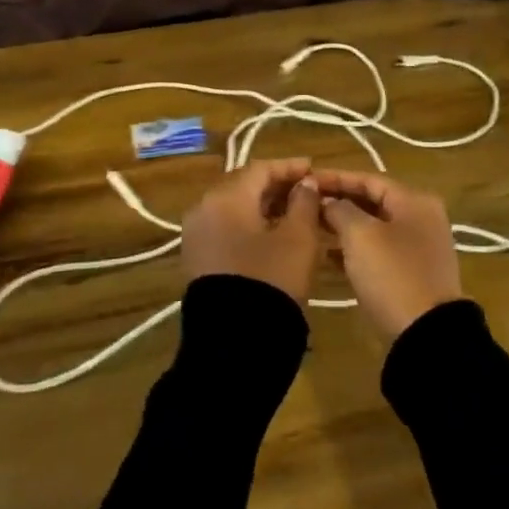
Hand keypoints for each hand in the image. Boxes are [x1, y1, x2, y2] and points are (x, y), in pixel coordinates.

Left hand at [180, 158, 325, 304]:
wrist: (236, 340)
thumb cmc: (272, 278)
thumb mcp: (299, 238)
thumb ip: (304, 202)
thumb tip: (305, 184)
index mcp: (225, 197)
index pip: (260, 169)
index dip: (289, 167)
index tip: (313, 169)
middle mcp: (203, 209)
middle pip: (243, 186)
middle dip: (275, 186)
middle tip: (306, 190)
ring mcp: (196, 235)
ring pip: (233, 208)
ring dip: (263, 206)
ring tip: (294, 213)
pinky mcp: (197, 258)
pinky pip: (225, 228)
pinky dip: (249, 225)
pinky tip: (273, 235)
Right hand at [313, 171, 461, 340]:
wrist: (426, 334)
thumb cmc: (392, 274)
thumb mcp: (361, 235)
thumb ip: (341, 210)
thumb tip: (330, 202)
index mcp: (415, 201)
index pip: (369, 179)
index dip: (336, 178)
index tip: (306, 181)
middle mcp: (421, 218)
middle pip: (373, 201)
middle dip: (339, 202)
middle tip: (306, 204)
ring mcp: (419, 247)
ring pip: (375, 227)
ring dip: (344, 226)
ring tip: (313, 228)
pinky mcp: (412, 273)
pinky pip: (379, 251)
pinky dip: (355, 250)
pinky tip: (329, 256)